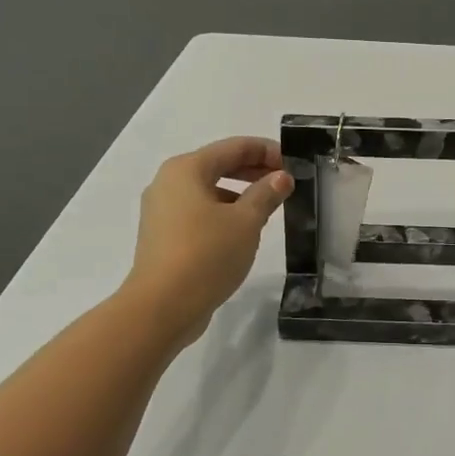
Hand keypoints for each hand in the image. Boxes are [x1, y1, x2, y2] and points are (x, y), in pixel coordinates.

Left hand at [123, 137, 292, 345]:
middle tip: (285, 182)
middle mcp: (168, 183)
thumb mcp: (246, 222)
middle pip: (218, 165)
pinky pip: (199, 212)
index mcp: (186, 169)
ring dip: (240, 193)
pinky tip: (243, 230)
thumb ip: (266, 194)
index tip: (294, 163)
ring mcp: (161, 210)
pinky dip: (223, 212)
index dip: (267, 151)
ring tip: (268, 207)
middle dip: (254, 170)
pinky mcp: (163, 236)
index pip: (234, 147)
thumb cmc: (206, 255)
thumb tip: (281, 178)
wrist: (161, 308)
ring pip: (208, 190)